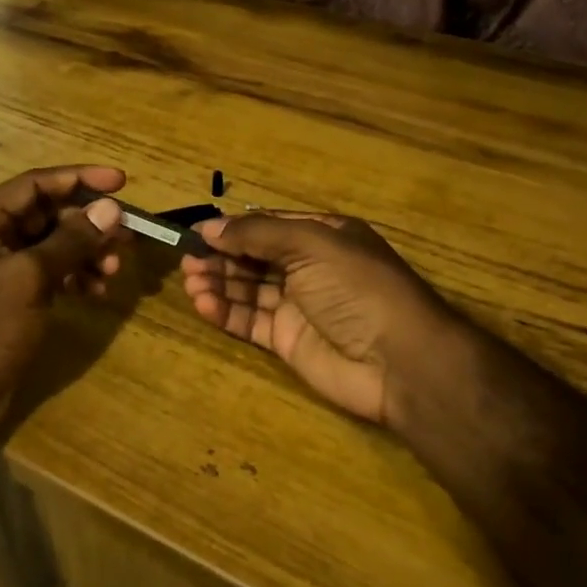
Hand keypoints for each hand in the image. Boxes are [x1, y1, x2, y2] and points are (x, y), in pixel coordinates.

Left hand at [0, 165, 128, 438]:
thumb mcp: (29, 279)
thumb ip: (71, 240)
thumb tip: (111, 208)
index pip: (36, 184)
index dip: (80, 179)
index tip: (122, 182)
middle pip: (49, 213)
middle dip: (89, 223)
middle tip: (127, 235)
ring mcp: (1, 267)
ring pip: (55, 244)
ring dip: (87, 252)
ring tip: (114, 269)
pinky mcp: (13, 295)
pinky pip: (51, 272)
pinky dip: (75, 276)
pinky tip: (97, 291)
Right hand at [180, 212, 467, 427]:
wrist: (399, 360)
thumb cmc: (357, 287)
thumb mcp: (311, 245)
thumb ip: (257, 234)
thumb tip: (209, 227)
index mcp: (322, 236)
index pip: (268, 226)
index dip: (233, 229)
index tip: (197, 233)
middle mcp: (309, 267)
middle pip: (255, 257)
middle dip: (222, 257)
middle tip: (187, 261)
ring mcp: (299, 306)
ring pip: (249, 289)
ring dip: (219, 283)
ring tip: (190, 281)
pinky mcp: (289, 342)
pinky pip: (251, 322)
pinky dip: (226, 312)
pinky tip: (204, 304)